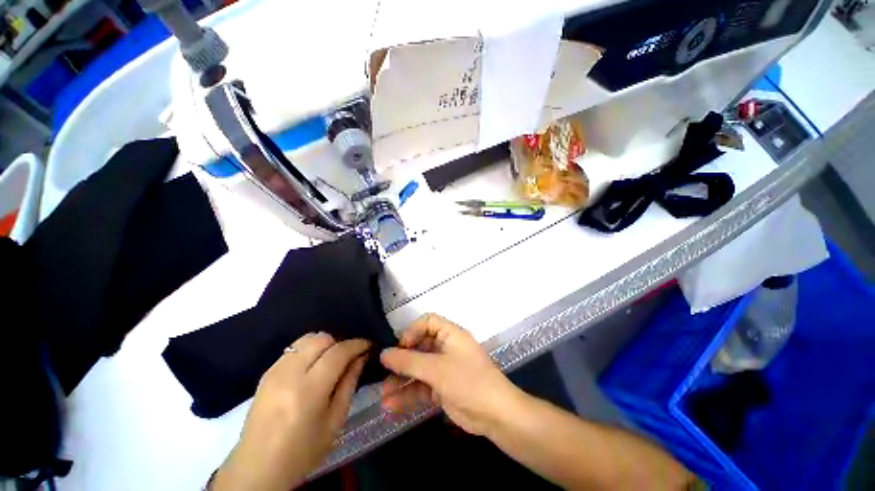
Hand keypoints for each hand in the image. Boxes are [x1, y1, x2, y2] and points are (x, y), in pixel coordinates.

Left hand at [211, 333, 368, 490]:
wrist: (256, 469)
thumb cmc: (302, 452)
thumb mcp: (335, 421)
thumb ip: (349, 384)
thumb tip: (361, 358)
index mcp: (308, 391)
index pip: (338, 353)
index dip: (357, 344)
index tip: (368, 346)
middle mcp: (289, 374)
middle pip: (321, 339)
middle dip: (339, 342)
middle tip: (348, 357)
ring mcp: (274, 371)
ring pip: (306, 339)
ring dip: (324, 344)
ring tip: (330, 360)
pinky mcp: (266, 373)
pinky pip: (294, 349)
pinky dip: (309, 350)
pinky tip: (312, 367)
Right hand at [379, 314, 523, 435]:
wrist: (496, 415)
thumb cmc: (467, 381)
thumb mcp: (436, 369)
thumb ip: (409, 361)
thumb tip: (384, 354)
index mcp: (450, 334)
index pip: (428, 322)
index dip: (412, 331)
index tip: (399, 347)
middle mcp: (446, 348)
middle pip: (419, 348)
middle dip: (401, 361)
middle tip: (383, 373)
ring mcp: (445, 369)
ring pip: (419, 370)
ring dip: (402, 381)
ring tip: (383, 395)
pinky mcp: (443, 388)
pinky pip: (423, 388)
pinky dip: (409, 396)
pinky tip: (391, 407)